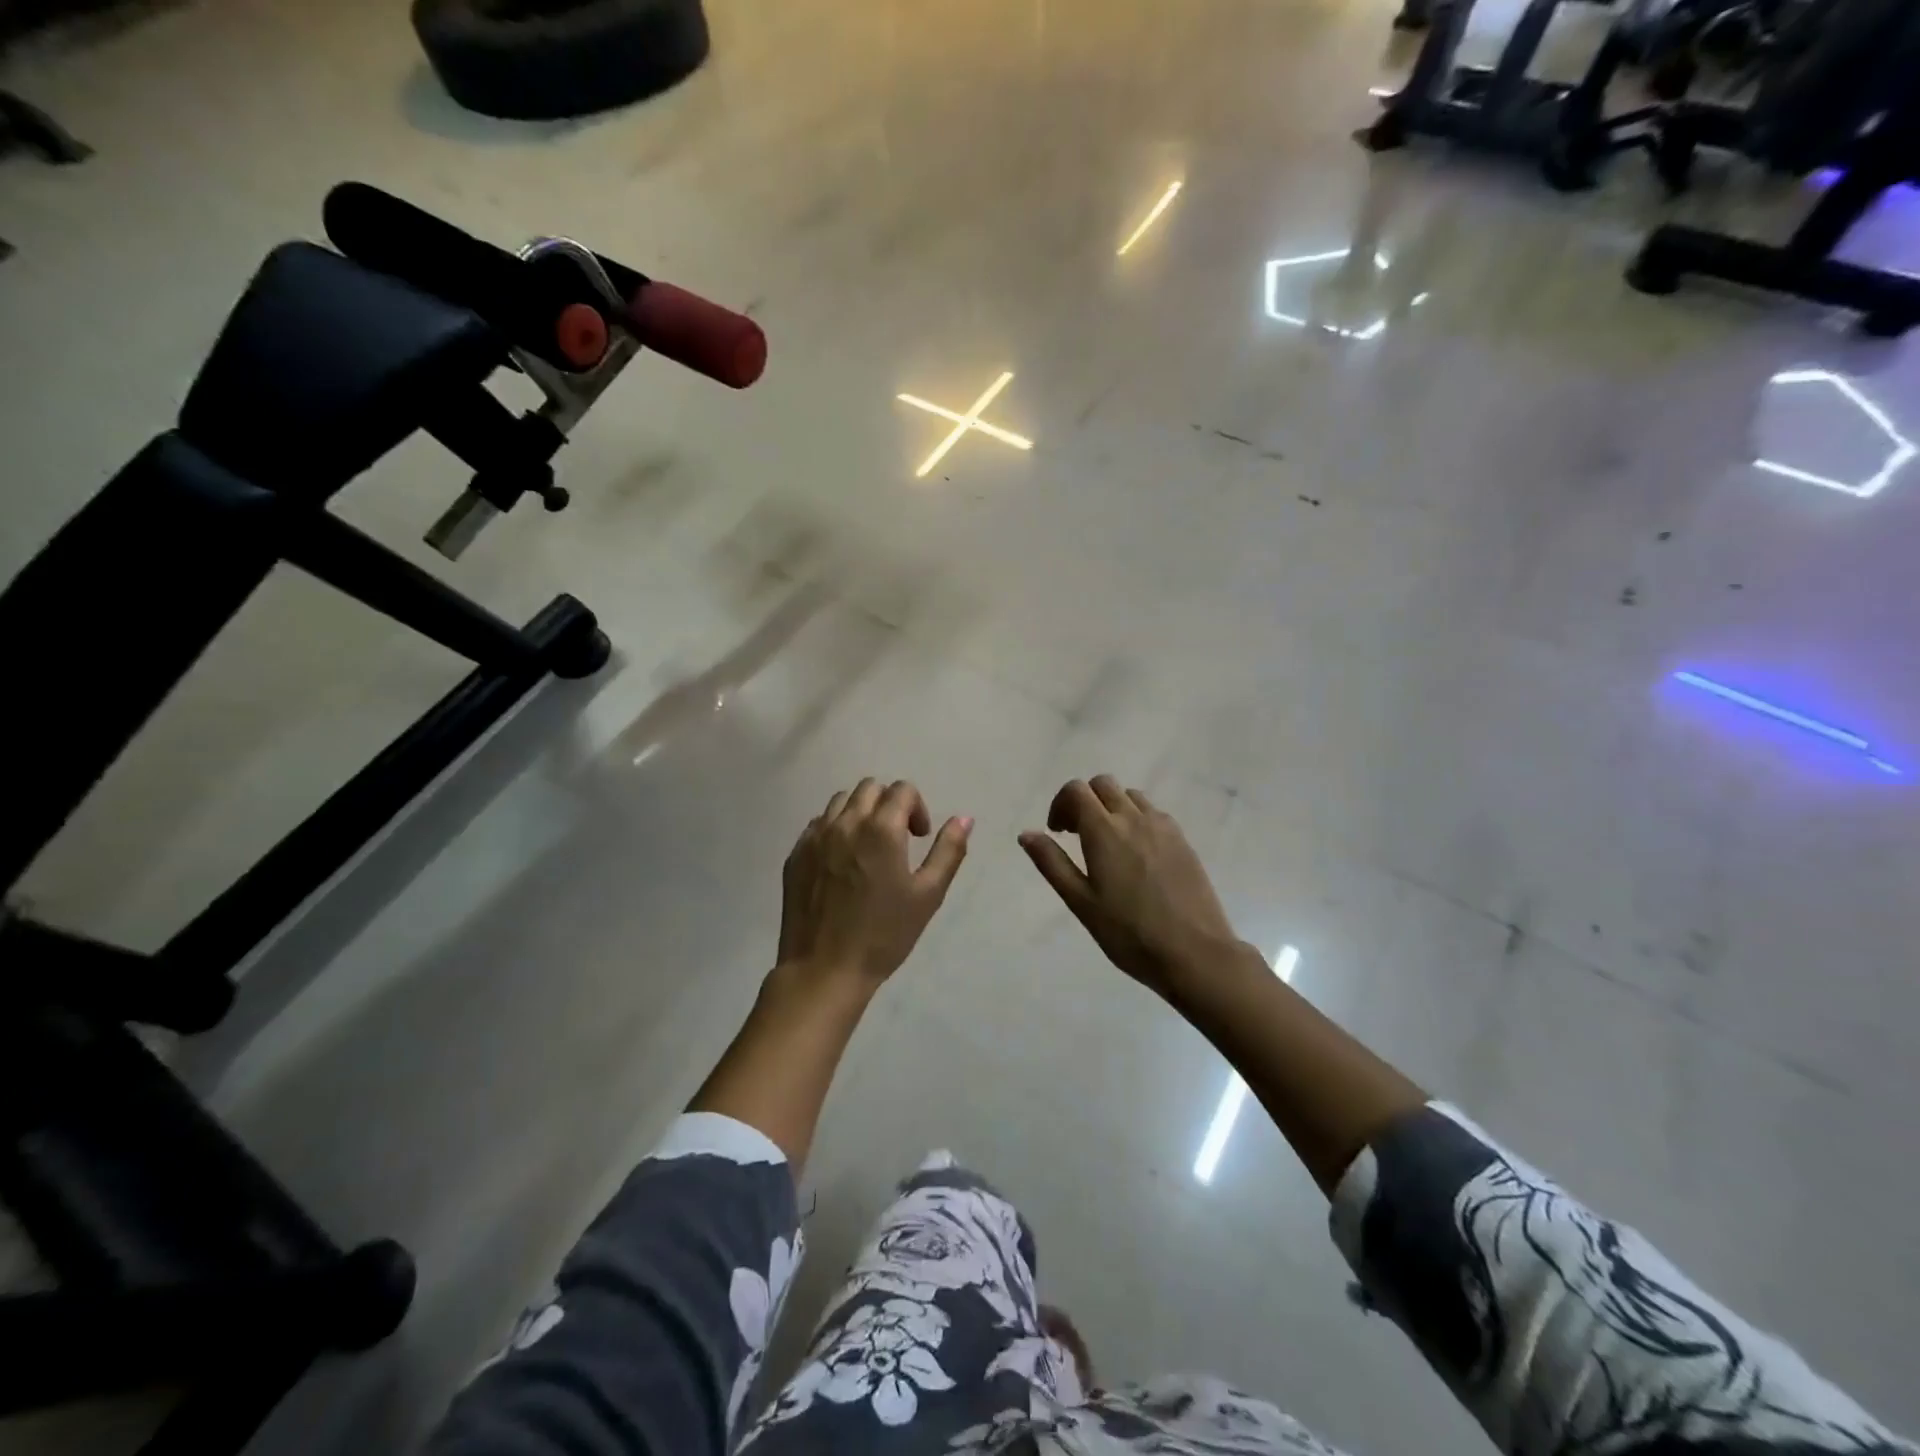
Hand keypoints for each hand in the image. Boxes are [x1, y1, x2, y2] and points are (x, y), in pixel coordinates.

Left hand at [778, 778, 972, 987]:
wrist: (825, 970)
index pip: (902, 790)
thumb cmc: (883, 935)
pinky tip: (841, 863)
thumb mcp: (928, 895)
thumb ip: (948, 851)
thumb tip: (964, 818)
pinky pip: (817, 824)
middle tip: (897, 838)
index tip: (919, 837)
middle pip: (870, 788)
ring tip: (868, 847)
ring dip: (860, 812)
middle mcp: (845, 822)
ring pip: (841, 801)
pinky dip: (835, 829)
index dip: (917, 808)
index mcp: (881, 829)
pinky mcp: (796, 854)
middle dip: (889, 804)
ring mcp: (815, 837)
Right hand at [1019, 776, 1240, 995]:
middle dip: (1085, 801)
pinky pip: (1153, 813)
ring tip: (1108, 844)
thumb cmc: (1129, 933)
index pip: (1076, 790)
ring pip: (1130, 795)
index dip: (1061, 803)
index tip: (1058, 832)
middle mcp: (1134, 818)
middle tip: (1078, 835)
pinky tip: (1137, 856)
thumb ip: (1052, 863)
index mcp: (1104, 830)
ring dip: (1112, 807)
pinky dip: (1136, 819)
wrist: (1194, 953)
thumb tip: (1027, 834)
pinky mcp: (1183, 840)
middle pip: (1103, 784)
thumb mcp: (1081, 902)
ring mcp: (1162, 826)